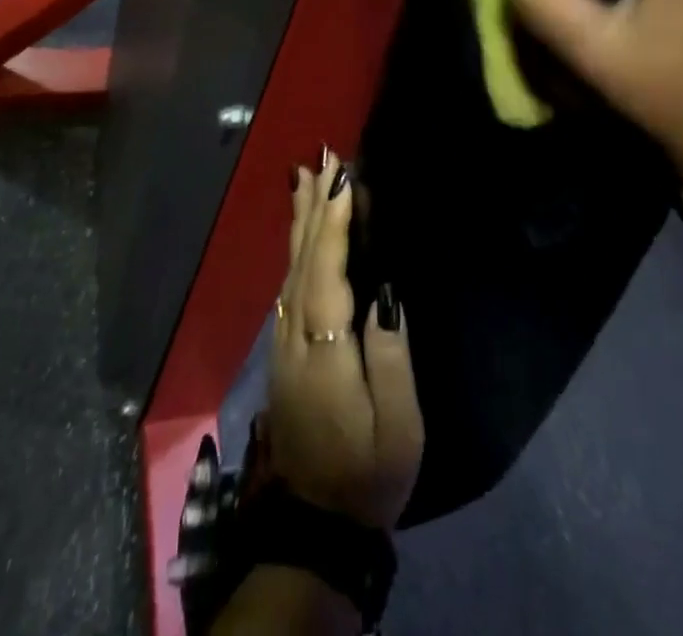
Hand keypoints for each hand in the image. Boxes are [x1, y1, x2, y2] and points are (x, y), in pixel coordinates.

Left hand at [265, 154, 422, 529]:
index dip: (334, 221)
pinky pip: (289, 283)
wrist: (317, 523)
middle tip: (321, 158)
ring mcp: (285, 343)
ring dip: (300, 220)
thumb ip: (389, 354)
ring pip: (290, 268)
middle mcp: (296, 335)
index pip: (327, 270)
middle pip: (302, 258)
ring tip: (306, 178)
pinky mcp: (285, 351)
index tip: (343, 176)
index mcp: (324, 348)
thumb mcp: (396, 425)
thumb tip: (384, 291)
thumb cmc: (367, 472)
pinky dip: (296, 248)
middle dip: (313, 205)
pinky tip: (301, 235)